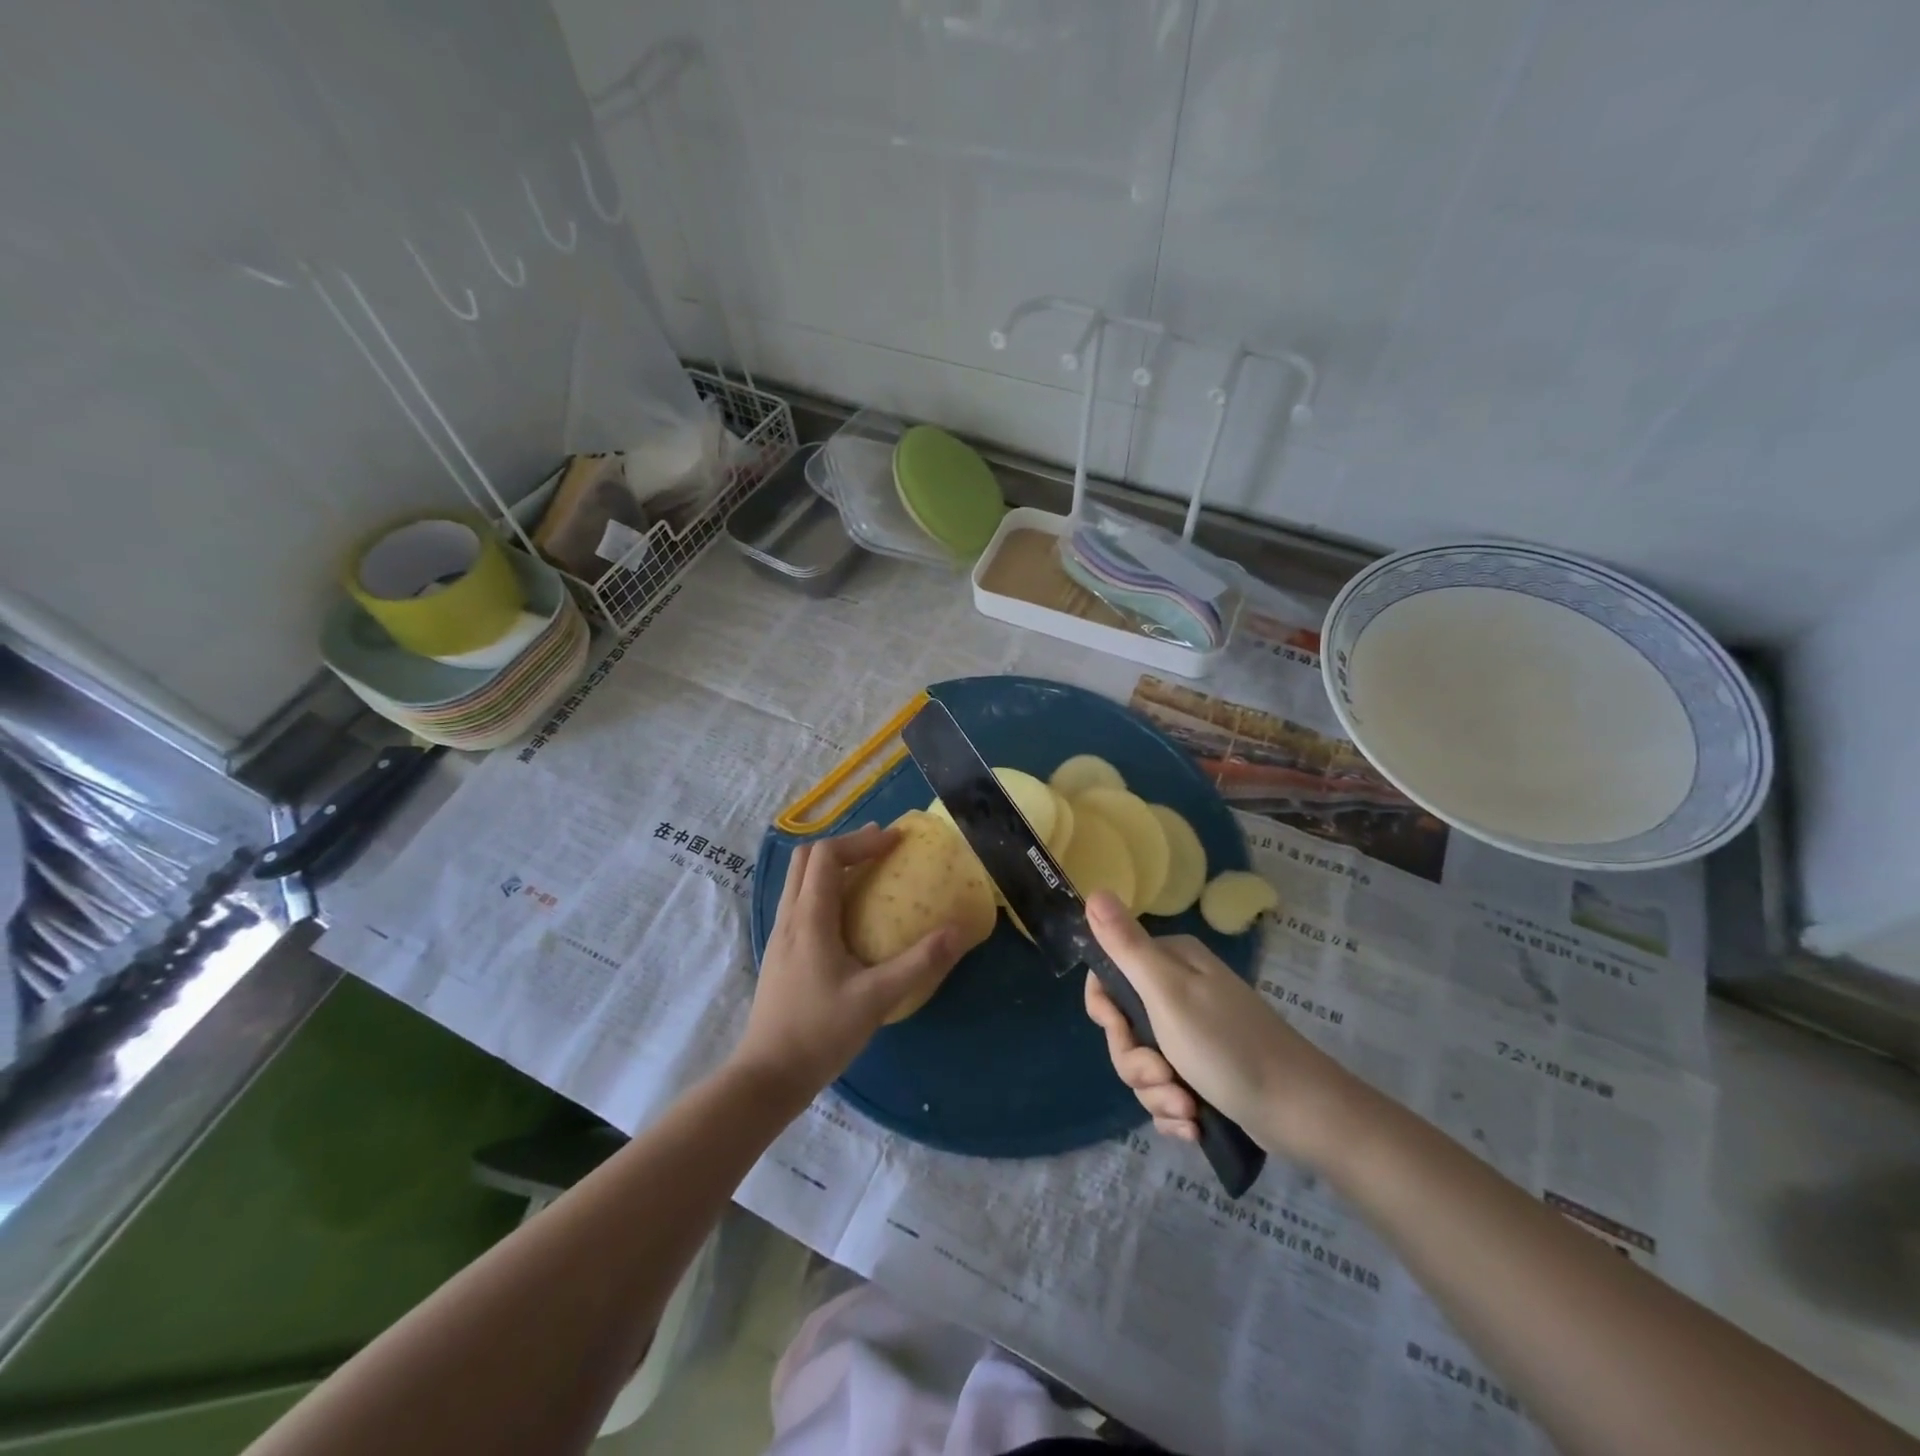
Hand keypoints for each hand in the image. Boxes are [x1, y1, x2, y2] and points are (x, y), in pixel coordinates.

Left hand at [734, 825, 963, 1097]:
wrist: (767, 1076)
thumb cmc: (820, 1034)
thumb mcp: (876, 999)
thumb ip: (919, 963)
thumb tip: (958, 931)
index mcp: (809, 918)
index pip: (827, 855)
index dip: (862, 841)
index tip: (895, 841)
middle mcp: (790, 917)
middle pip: (807, 858)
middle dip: (846, 844)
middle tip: (881, 847)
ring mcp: (780, 935)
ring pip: (800, 879)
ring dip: (833, 865)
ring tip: (868, 871)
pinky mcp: (781, 953)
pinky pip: (801, 901)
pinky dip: (825, 888)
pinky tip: (848, 914)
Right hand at [1082, 892, 1351, 1161]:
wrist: (1302, 1112)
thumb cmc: (1229, 1046)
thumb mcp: (1168, 992)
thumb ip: (1126, 945)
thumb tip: (1093, 891)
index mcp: (1169, 962)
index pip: (1108, 976)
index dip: (1106, 1011)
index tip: (1120, 1030)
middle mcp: (1178, 991)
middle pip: (1123, 1027)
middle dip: (1136, 1063)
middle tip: (1163, 1076)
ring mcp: (1191, 1033)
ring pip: (1141, 1064)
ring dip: (1156, 1093)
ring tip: (1187, 1109)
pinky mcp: (1202, 1072)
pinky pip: (1163, 1090)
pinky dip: (1173, 1110)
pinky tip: (1193, 1125)